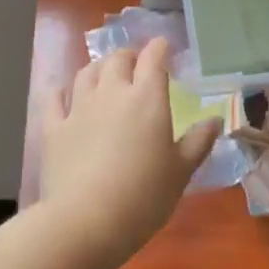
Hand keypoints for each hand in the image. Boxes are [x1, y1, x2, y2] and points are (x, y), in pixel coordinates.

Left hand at [38, 38, 219, 262]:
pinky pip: (55, 98)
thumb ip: (198, 142)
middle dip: (129, 56)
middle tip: (136, 66)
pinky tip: (65, 95)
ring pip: (86, 72)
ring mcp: (78, 108)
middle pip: (117, 59)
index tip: (165, 47)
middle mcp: (112, 93)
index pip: (154, 58)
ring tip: (105, 75)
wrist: (86, 221)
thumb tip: (215, 120)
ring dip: (99, 68)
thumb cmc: (144, 196)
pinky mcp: (52, 128)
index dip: (160, 48)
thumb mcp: (181, 172)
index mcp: (147, 99)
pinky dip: (62, 91)